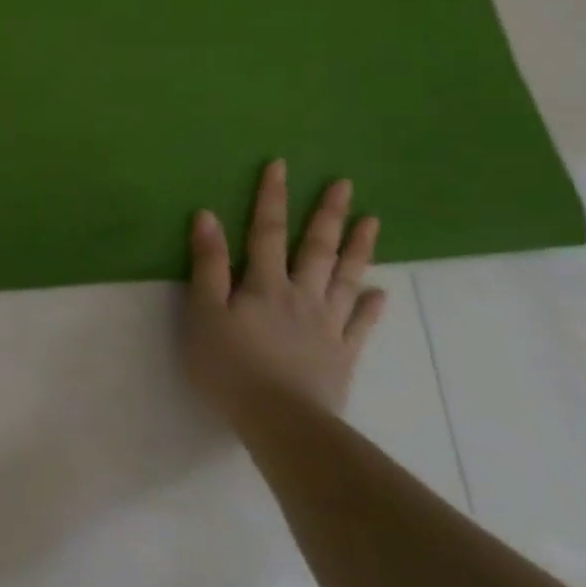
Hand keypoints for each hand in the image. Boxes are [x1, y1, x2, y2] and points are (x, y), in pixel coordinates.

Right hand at [182, 159, 384, 420]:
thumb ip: (208, 264)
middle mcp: (301, 295)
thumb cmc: (229, 365)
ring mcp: (327, 325)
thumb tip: (207, 215)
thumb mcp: (203, 312)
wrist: (281, 421)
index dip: (272, 197)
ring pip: (346, 278)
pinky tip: (381, 293)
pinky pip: (360, 324)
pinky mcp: (342, 355)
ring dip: (359, 249)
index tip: (281, 165)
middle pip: (316, 248)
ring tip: (373, 222)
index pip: (267, 231)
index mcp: (264, 284)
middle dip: (327, 214)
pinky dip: (371, 306)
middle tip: (345, 184)